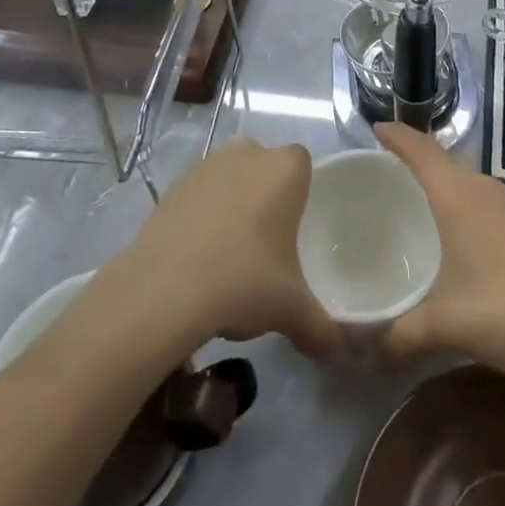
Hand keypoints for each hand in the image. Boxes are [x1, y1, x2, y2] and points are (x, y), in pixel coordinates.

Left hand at [118, 138, 341, 358]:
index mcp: (286, 168)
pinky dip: (202, 214)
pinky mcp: (173, 185)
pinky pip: (199, 193)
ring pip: (230, 177)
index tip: (297, 230)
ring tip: (230, 253)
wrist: (163, 290)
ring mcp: (206, 165)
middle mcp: (248, 154)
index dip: (302, 193)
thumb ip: (323, 329)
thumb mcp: (292, 311)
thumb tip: (341, 352)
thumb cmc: (243, 281)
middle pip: (265, 167)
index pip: (303, 164)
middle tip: (267, 243)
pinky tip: (199, 255)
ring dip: (233, 202)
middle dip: (267, 195)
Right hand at [374, 122, 504, 377]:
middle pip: (443, 161)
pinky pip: (483, 199)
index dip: (396, 135)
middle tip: (383, 173)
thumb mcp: (446, 325)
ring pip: (466, 180)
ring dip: (441, 181)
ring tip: (416, 200)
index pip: (421, 151)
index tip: (374, 127)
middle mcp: (484, 190)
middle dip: (413, 159)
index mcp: (458, 196)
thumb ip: (402, 334)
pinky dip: (462, 202)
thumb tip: (368, 351)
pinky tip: (459, 234)